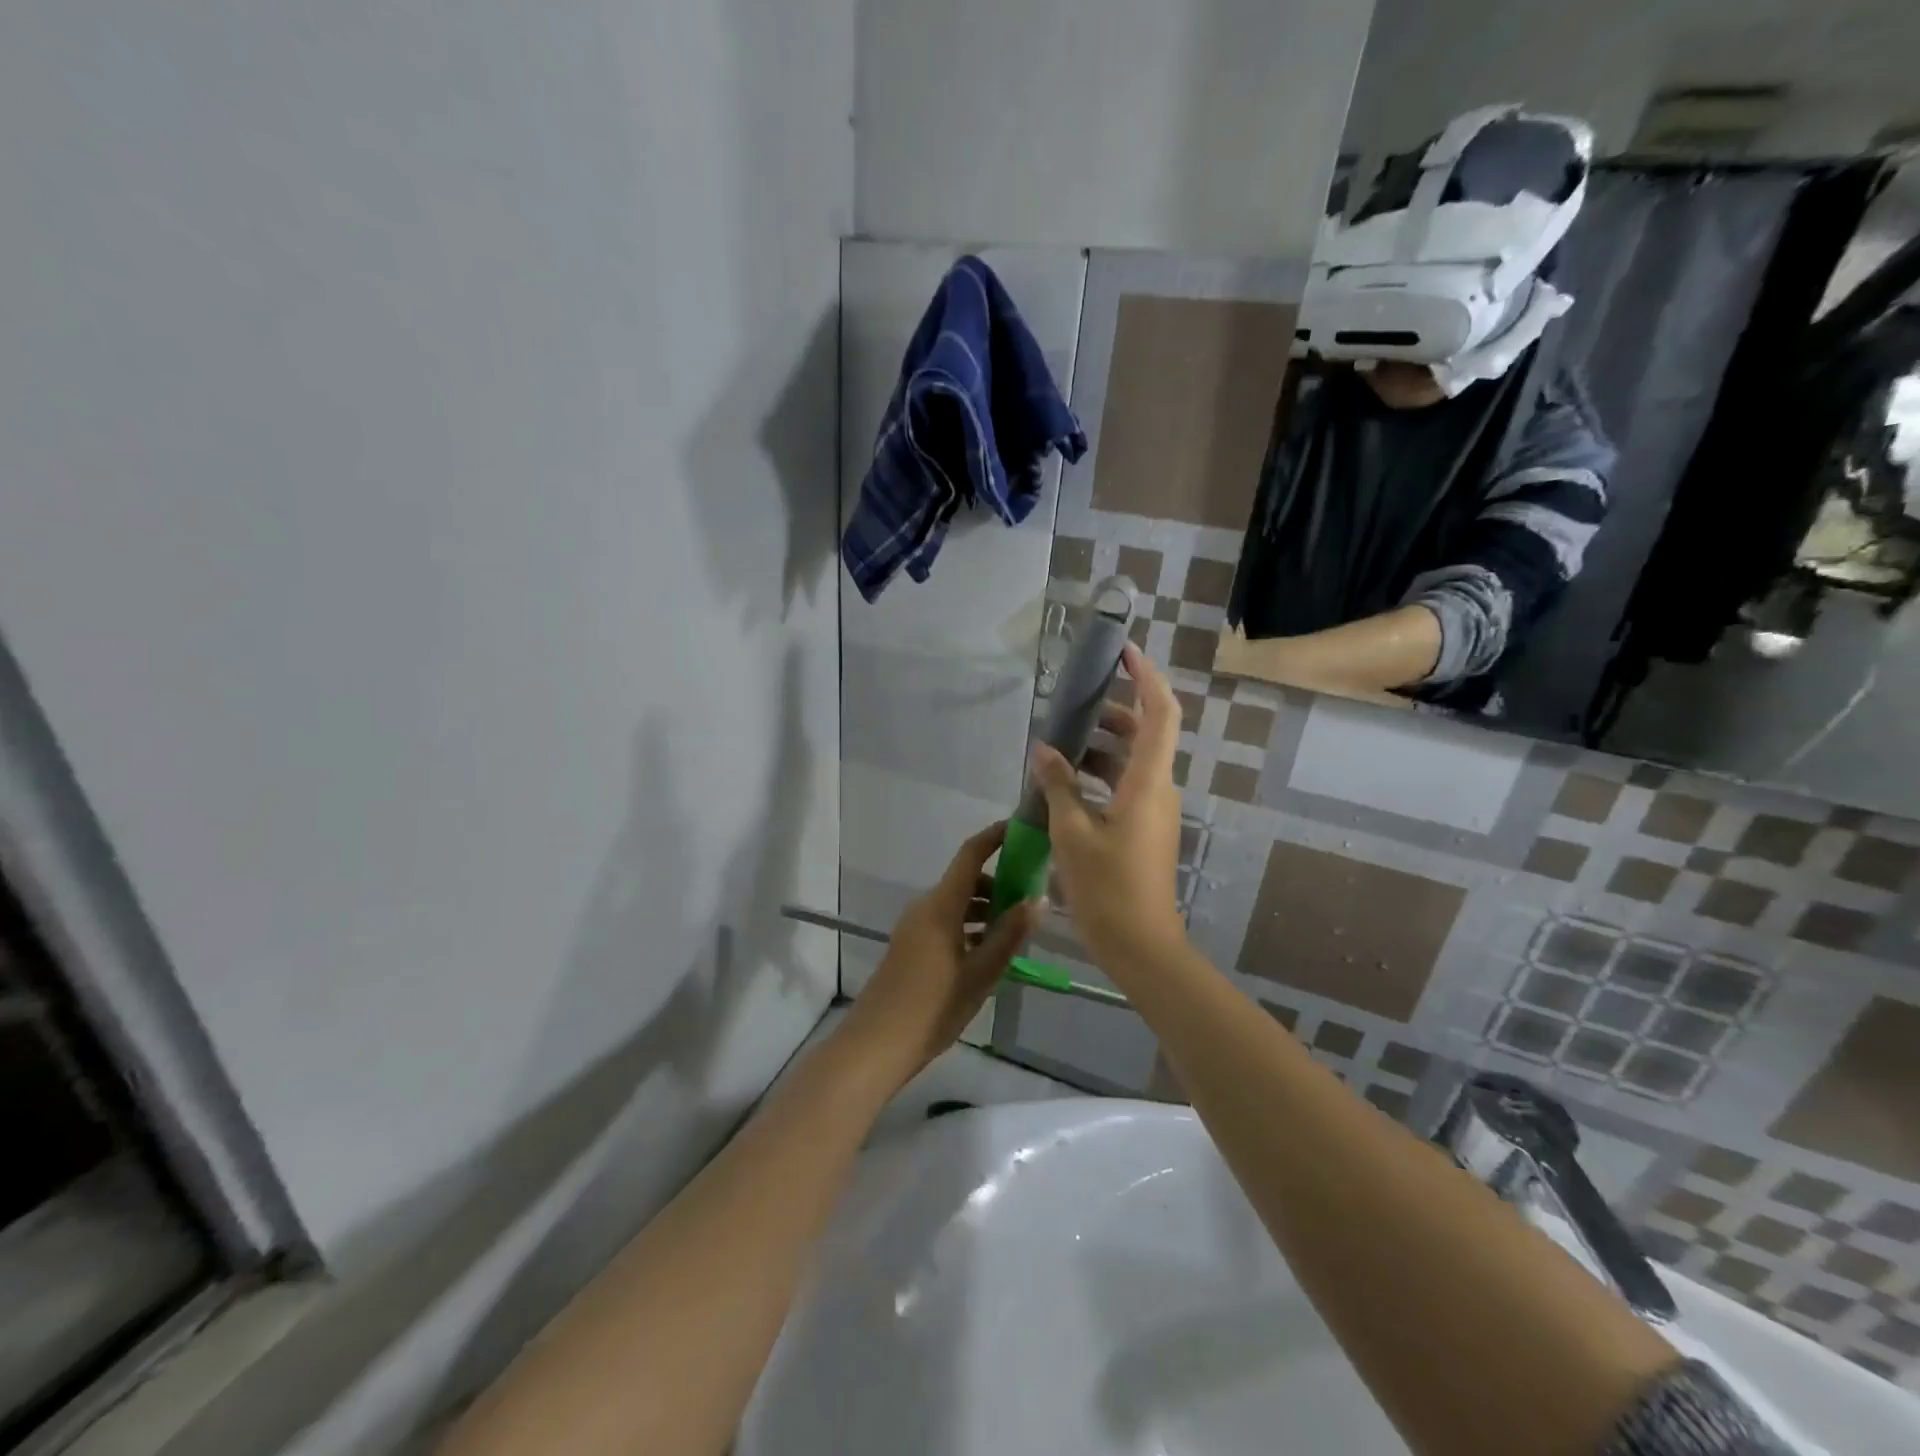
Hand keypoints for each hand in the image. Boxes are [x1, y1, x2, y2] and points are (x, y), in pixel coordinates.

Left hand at [839, 823, 1039, 1088]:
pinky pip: (946, 921)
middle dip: (999, 883)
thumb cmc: (933, 1006)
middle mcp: (925, 906)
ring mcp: (915, 926)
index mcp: (941, 905)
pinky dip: (970, 926)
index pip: (970, 854)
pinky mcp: (911, 945)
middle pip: (966, 880)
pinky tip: (989, 953)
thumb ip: (1009, 934)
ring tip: (1017, 932)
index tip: (1021, 829)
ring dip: (986, 909)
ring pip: (957, 903)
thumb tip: (1037, 901)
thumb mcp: (981, 972)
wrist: (877, 1043)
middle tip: (1032, 899)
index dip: (995, 837)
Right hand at [1030, 644, 1186, 962]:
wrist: (1141, 946)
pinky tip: (1063, 785)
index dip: (1146, 676)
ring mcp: (1154, 810)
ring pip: (1130, 762)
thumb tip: (1044, 749)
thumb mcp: (1072, 832)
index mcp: (1148, 781)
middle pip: (1143, 733)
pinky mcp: (1144, 829)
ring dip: (1098, 748)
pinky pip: (1124, 787)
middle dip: (1110, 713)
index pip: (1160, 712)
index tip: (1123, 651)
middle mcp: (1158, 788)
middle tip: (1070, 706)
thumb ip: (1058, 785)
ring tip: (1056, 747)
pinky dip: (1098, 776)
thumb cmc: (1107, 887)